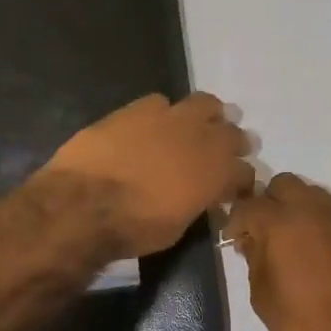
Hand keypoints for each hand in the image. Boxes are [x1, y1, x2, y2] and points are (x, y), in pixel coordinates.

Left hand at [41, 93, 254, 257]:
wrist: (84, 203)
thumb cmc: (134, 228)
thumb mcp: (177, 227)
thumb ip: (196, 204)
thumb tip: (201, 198)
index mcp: (217, 174)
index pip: (245, 173)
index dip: (243, 181)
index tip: (236, 189)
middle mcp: (203, 139)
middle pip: (233, 133)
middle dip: (232, 143)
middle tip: (224, 152)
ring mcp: (171, 117)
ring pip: (205, 104)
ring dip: (207, 115)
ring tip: (197, 126)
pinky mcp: (138, 107)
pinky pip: (161, 102)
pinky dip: (163, 112)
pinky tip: (153, 124)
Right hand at [224, 173, 330, 330]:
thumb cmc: (300, 323)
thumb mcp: (261, 293)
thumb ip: (254, 257)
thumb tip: (252, 240)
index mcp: (280, 223)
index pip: (249, 205)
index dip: (235, 220)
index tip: (233, 239)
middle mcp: (312, 211)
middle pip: (284, 184)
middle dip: (269, 201)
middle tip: (263, 230)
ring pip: (312, 194)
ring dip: (296, 208)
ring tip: (290, 239)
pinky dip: (319, 226)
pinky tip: (316, 254)